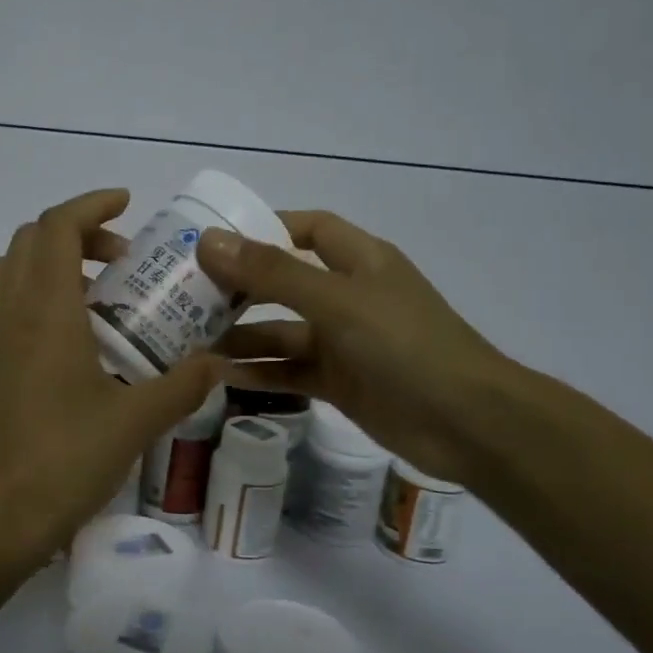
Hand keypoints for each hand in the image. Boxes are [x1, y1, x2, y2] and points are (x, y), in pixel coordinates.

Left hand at [0, 189, 224, 561]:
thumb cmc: (65, 461)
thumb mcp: (135, 422)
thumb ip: (182, 385)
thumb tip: (219, 363)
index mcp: (43, 310)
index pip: (56, 227)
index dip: (91, 205)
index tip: (126, 204)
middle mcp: (5, 311)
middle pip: (29, 240)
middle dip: (76, 235)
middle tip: (121, 262)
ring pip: (7, 270)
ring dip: (48, 264)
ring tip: (94, 298)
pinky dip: (29, 296)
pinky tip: (66, 341)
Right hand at [196, 212, 511, 483]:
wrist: (467, 423)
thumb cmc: (405, 345)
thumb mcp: (336, 302)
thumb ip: (272, 273)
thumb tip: (209, 241)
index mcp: (359, 260)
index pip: (307, 229)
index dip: (264, 229)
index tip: (214, 241)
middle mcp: (349, 295)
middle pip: (284, 282)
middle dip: (239, 288)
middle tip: (185, 295)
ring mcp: (344, 342)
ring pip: (282, 332)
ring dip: (241, 336)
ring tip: (189, 342)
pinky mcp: (340, 382)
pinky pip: (289, 371)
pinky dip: (258, 373)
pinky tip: (219, 378)